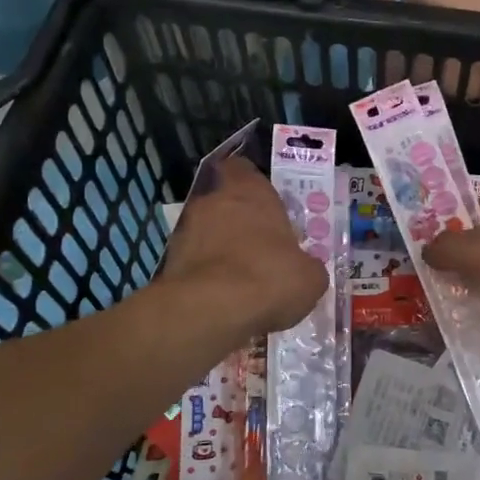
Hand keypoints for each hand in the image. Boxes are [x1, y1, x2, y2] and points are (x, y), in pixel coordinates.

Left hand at [157, 157, 327, 339]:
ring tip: (240, 278)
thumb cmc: (268, 277)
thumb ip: (307, 265)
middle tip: (259, 246)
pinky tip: (222, 298)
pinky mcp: (169, 262)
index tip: (263, 199)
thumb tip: (305, 269)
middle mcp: (214, 202)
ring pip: (206, 232)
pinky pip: (193, 262)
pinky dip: (205, 275)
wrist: (211, 310)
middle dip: (238, 221)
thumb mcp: (309, 277)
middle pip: (224, 202)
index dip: (250, 181)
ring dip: (220, 248)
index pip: (242, 168)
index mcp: (250, 192)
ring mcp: (186, 231)